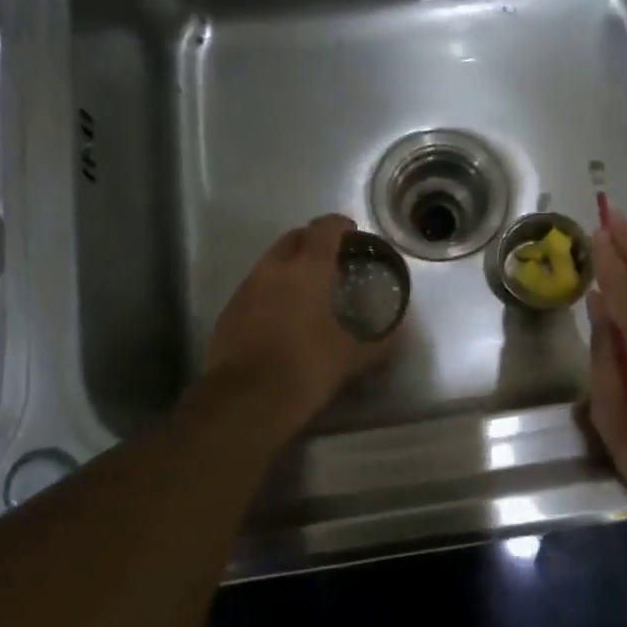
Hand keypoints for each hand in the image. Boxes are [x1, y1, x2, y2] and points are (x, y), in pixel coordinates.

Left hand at [205, 214, 391, 430]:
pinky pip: (254, 287)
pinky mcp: (229, 312)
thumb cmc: (304, 369)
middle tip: (330, 257)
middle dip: (312, 240)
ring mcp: (246, 289)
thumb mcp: (349, 359)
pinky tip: (281, 314)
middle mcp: (273, 269)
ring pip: (270, 262)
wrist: (243, 401)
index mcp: (307, 270)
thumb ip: (377, 344)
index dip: (339, 225)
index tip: (351, 232)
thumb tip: (398, 336)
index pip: (324, 229)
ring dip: (289, 264)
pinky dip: (271, 289)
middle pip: (293, 238)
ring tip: (307, 286)